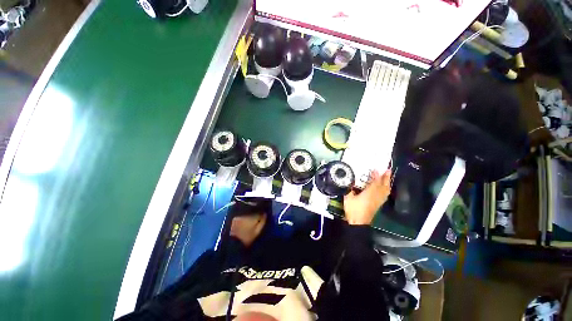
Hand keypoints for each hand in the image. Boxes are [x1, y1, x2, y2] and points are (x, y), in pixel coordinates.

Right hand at [344, 170, 391, 225]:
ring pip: (385, 190)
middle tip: (388, 170)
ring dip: (387, 183)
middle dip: (386, 178)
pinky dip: (386, 190)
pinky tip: (386, 189)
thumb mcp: (348, 198)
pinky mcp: (378, 205)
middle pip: (383, 186)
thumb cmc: (353, 209)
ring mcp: (378, 201)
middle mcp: (376, 196)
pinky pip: (385, 195)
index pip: (375, 182)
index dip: (376, 176)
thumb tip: (349, 181)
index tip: (376, 169)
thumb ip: (349, 189)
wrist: (358, 223)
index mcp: (369, 194)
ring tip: (388, 177)